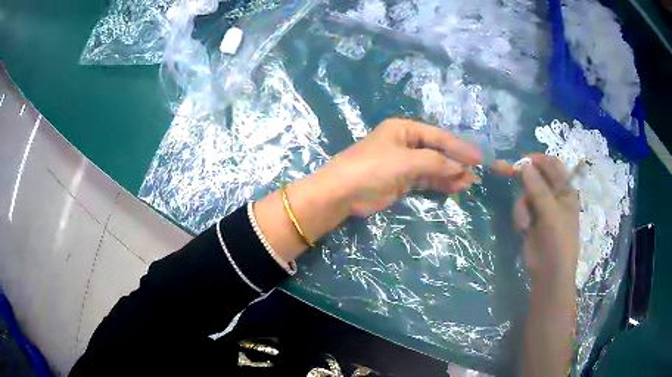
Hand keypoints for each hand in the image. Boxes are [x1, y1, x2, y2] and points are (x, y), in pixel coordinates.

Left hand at [254, 118, 482, 261]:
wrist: (342, 193)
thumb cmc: (372, 168)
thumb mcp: (406, 162)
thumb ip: (436, 163)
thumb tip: (462, 169)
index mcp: (404, 129)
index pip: (438, 136)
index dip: (460, 147)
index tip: (479, 158)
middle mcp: (406, 143)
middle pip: (438, 151)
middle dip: (457, 162)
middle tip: (477, 173)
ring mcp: (404, 163)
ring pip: (434, 167)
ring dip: (451, 174)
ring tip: (470, 183)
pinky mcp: (402, 181)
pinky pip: (426, 180)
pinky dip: (440, 184)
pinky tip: (455, 188)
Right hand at [516, 155, 578, 376]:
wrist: (549, 275)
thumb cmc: (558, 242)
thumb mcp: (551, 214)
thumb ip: (538, 188)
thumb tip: (524, 165)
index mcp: (566, 190)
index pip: (552, 165)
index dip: (537, 160)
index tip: (520, 161)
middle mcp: (555, 196)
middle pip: (536, 177)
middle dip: (520, 175)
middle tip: (499, 168)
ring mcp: (543, 208)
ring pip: (526, 194)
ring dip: (521, 205)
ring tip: (523, 223)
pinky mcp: (532, 220)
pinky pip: (521, 209)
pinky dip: (520, 216)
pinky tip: (522, 228)